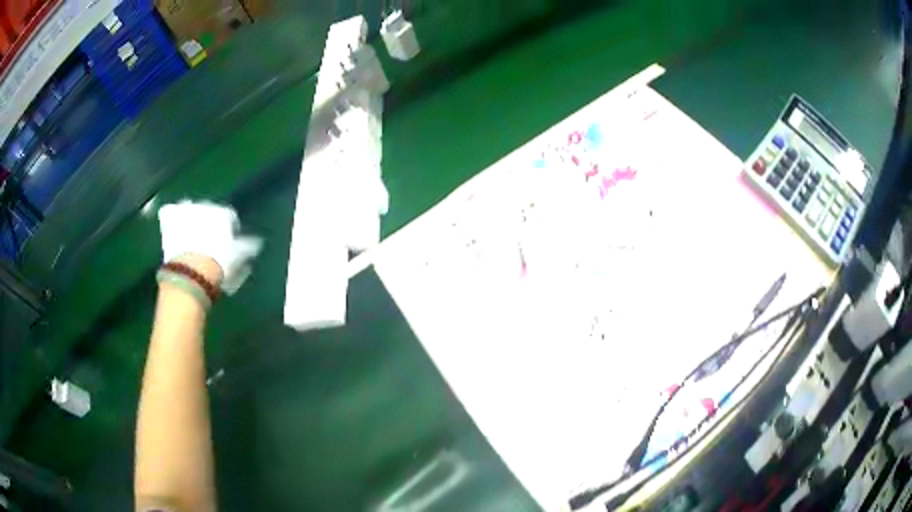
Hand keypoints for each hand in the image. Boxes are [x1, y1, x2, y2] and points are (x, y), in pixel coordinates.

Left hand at [158, 200, 262, 293]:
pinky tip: (172, 229)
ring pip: (189, 209)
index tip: (229, 244)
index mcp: (224, 212)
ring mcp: (186, 211)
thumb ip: (248, 246)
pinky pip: (169, 213)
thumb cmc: (219, 263)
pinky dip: (171, 219)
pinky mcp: (169, 219)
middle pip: (209, 212)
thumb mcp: (239, 257)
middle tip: (208, 241)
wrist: (191, 270)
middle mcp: (205, 205)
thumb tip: (255, 242)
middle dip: (208, 223)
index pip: (230, 217)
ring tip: (190, 236)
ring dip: (190, 218)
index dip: (230, 230)